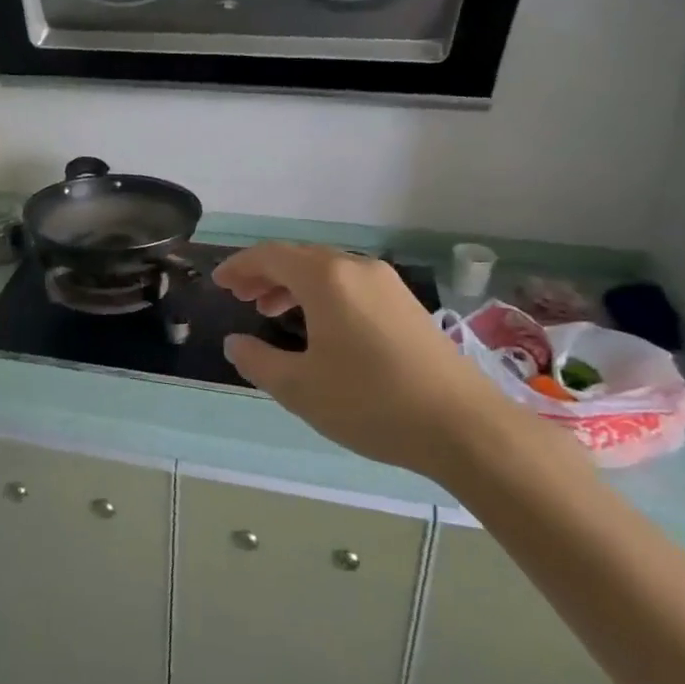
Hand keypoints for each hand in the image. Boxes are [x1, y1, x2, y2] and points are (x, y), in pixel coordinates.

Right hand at [213, 243, 507, 479]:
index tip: (218, 282)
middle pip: (299, 258)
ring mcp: (386, 284)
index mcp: (326, 278)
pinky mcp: (406, 305)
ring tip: (271, 310)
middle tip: (241, 297)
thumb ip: (258, 361)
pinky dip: (322, 294)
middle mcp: (356, 268)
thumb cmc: (372, 403)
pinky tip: (319, 326)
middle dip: (264, 274)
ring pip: (326, 271)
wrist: (465, 427)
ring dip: (293, 285)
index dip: (239, 266)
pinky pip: (350, 285)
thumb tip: (235, 343)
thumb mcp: (300, 388)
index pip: (270, 256)